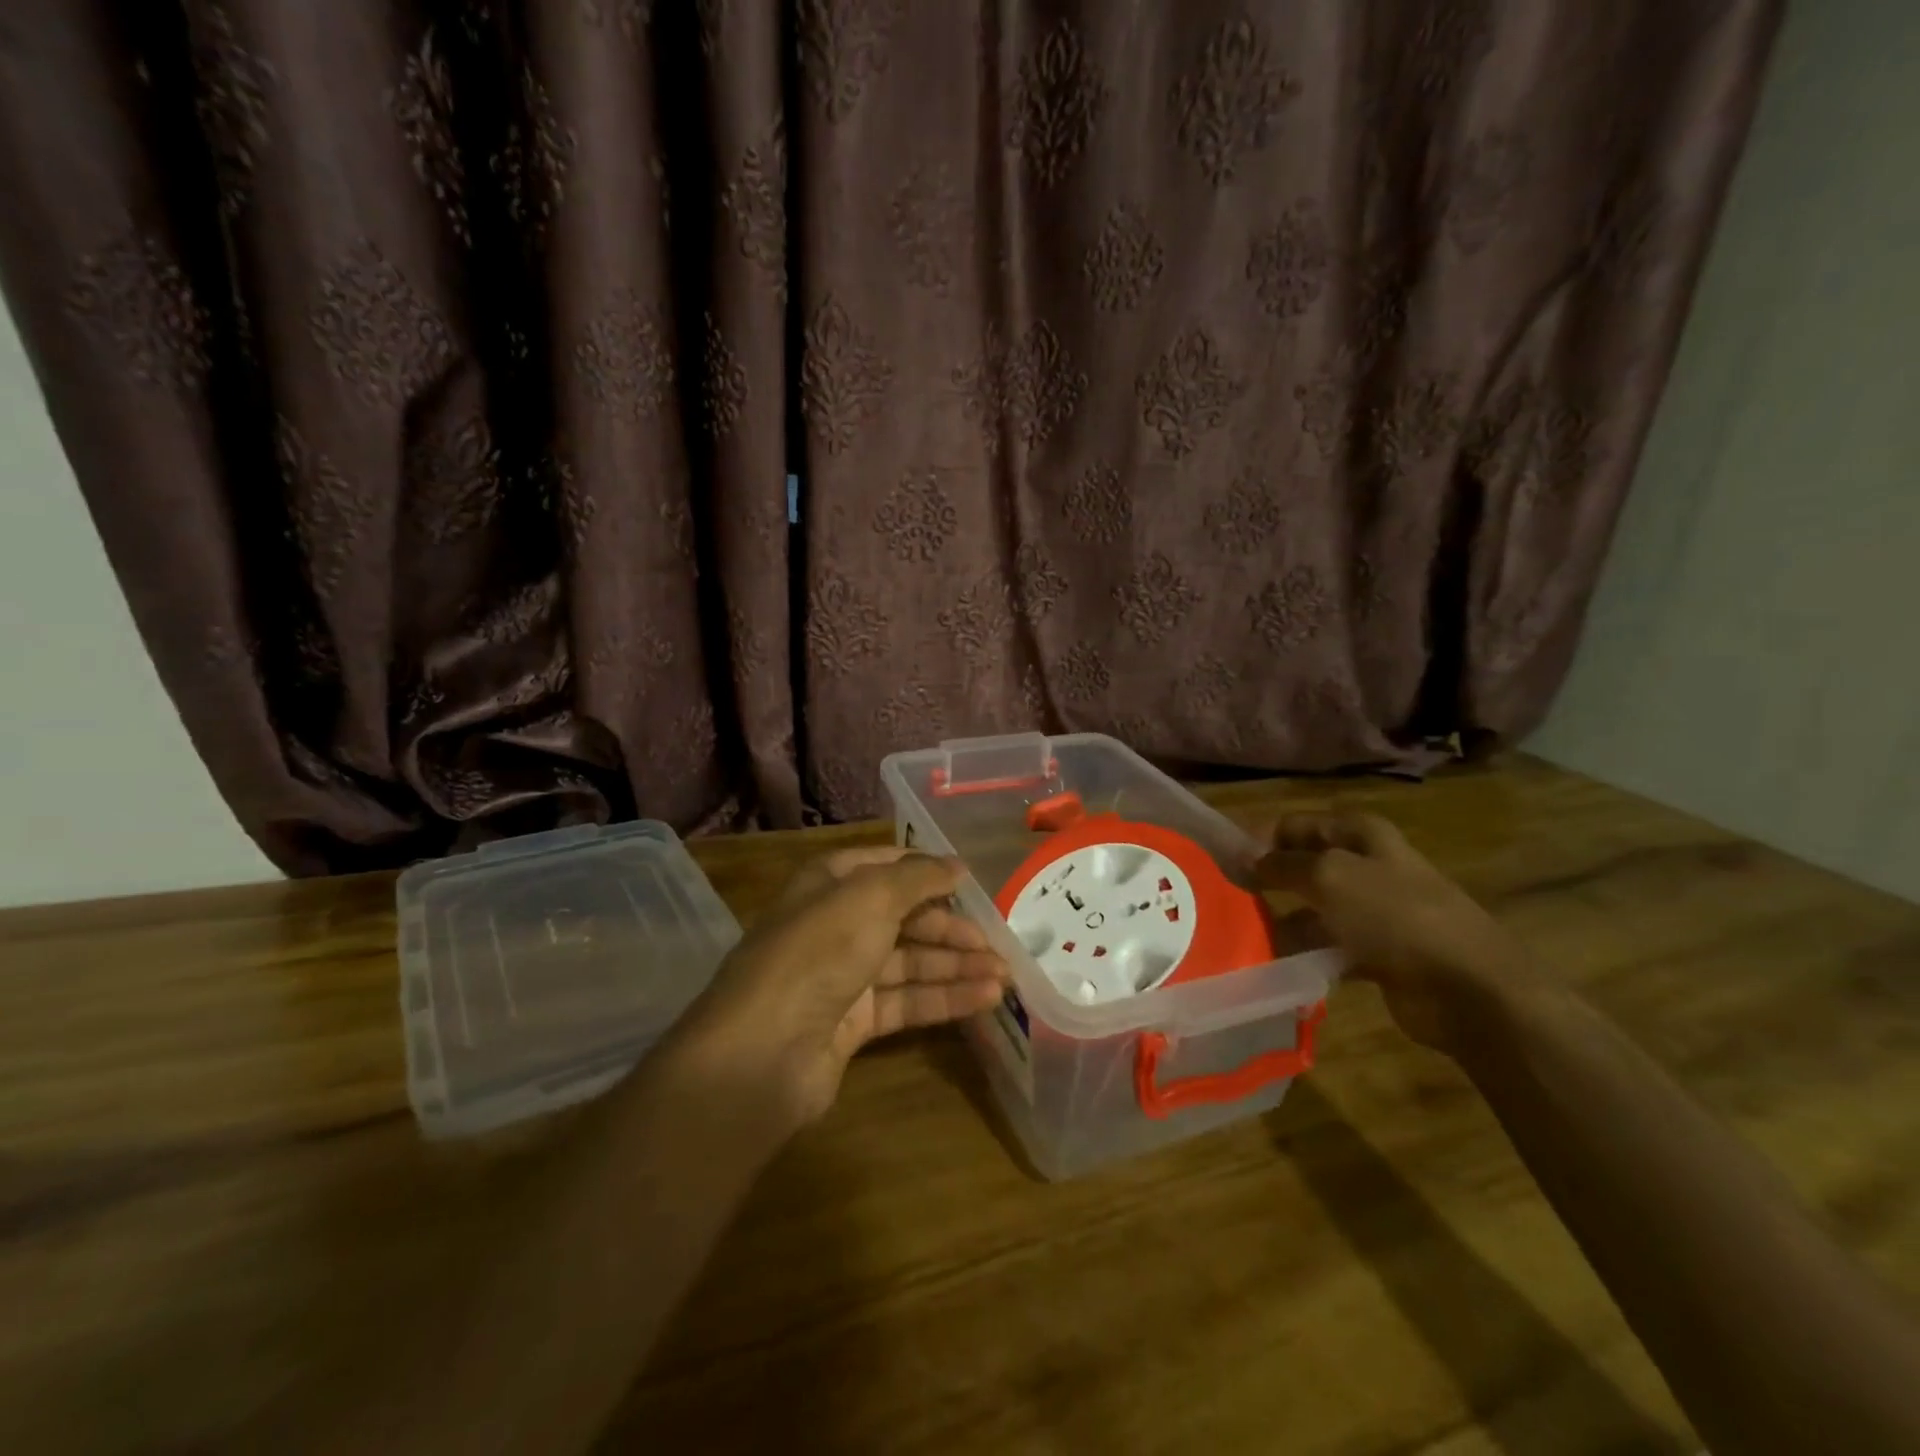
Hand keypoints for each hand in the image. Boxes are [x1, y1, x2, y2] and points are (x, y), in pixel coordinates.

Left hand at [676, 847, 1008, 1129]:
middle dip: (950, 927)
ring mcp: (842, 976)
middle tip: (998, 941)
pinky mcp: (853, 1023)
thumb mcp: (871, 897)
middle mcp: (834, 925)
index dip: (927, 871)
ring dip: (956, 966)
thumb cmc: (819, 952)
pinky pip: (906, 1001)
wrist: (763, 1052)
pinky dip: (944, 998)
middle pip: (903, 917)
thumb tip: (956, 865)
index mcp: (829, 884)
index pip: (886, 866)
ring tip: (1006, 975)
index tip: (972, 882)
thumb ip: (919, 878)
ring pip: (909, 963)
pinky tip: (986, 999)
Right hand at [1251, 810, 1530, 1052]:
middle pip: (1304, 865)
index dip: (1260, 839)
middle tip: (1230, 899)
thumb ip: (1281, 865)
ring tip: (1246, 937)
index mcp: (1361, 835)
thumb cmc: (1395, 916)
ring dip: (1283, 921)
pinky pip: (1328, 946)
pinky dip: (1305, 953)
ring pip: (1314, 908)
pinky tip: (1277, 965)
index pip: (1296, 824)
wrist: (1468, 988)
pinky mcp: (1378, 952)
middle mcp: (1368, 866)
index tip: (1225, 864)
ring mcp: (1375, 911)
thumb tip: (1245, 859)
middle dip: (1269, 880)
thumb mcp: (1328, 876)